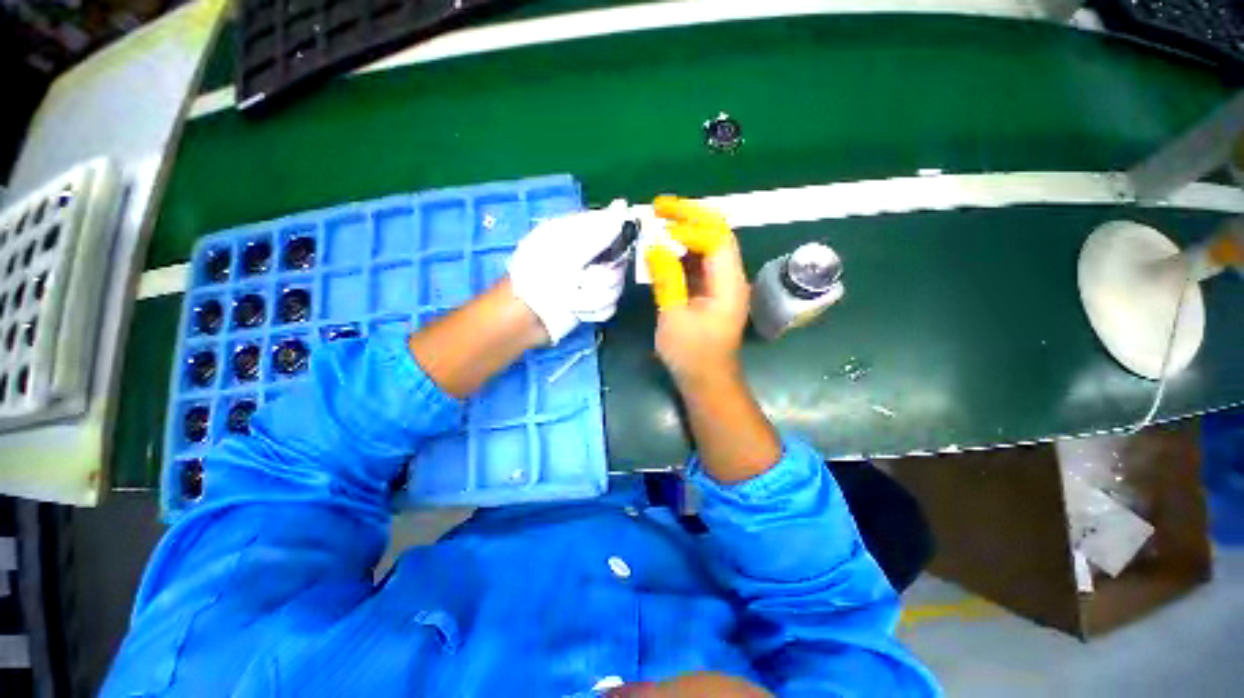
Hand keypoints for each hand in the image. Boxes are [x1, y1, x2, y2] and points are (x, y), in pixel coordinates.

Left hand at [508, 200, 631, 343]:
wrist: (525, 317)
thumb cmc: (539, 277)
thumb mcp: (568, 250)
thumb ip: (598, 232)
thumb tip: (622, 206)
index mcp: (578, 236)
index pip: (611, 227)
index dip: (616, 238)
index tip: (610, 252)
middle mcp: (589, 257)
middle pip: (619, 261)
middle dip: (603, 277)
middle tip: (583, 281)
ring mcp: (592, 282)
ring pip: (616, 286)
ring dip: (594, 297)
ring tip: (573, 300)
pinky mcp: (593, 305)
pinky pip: (610, 306)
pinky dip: (593, 311)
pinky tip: (577, 311)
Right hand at [646, 196, 748, 385]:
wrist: (707, 380)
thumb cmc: (692, 354)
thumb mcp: (674, 317)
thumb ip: (667, 279)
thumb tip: (655, 246)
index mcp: (729, 285)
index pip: (716, 240)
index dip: (690, 228)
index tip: (660, 227)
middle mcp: (731, 277)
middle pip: (717, 234)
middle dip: (690, 216)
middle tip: (659, 205)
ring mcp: (722, 283)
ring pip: (709, 245)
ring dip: (686, 229)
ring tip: (660, 218)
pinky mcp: (711, 291)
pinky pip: (700, 261)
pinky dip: (683, 249)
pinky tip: (665, 246)